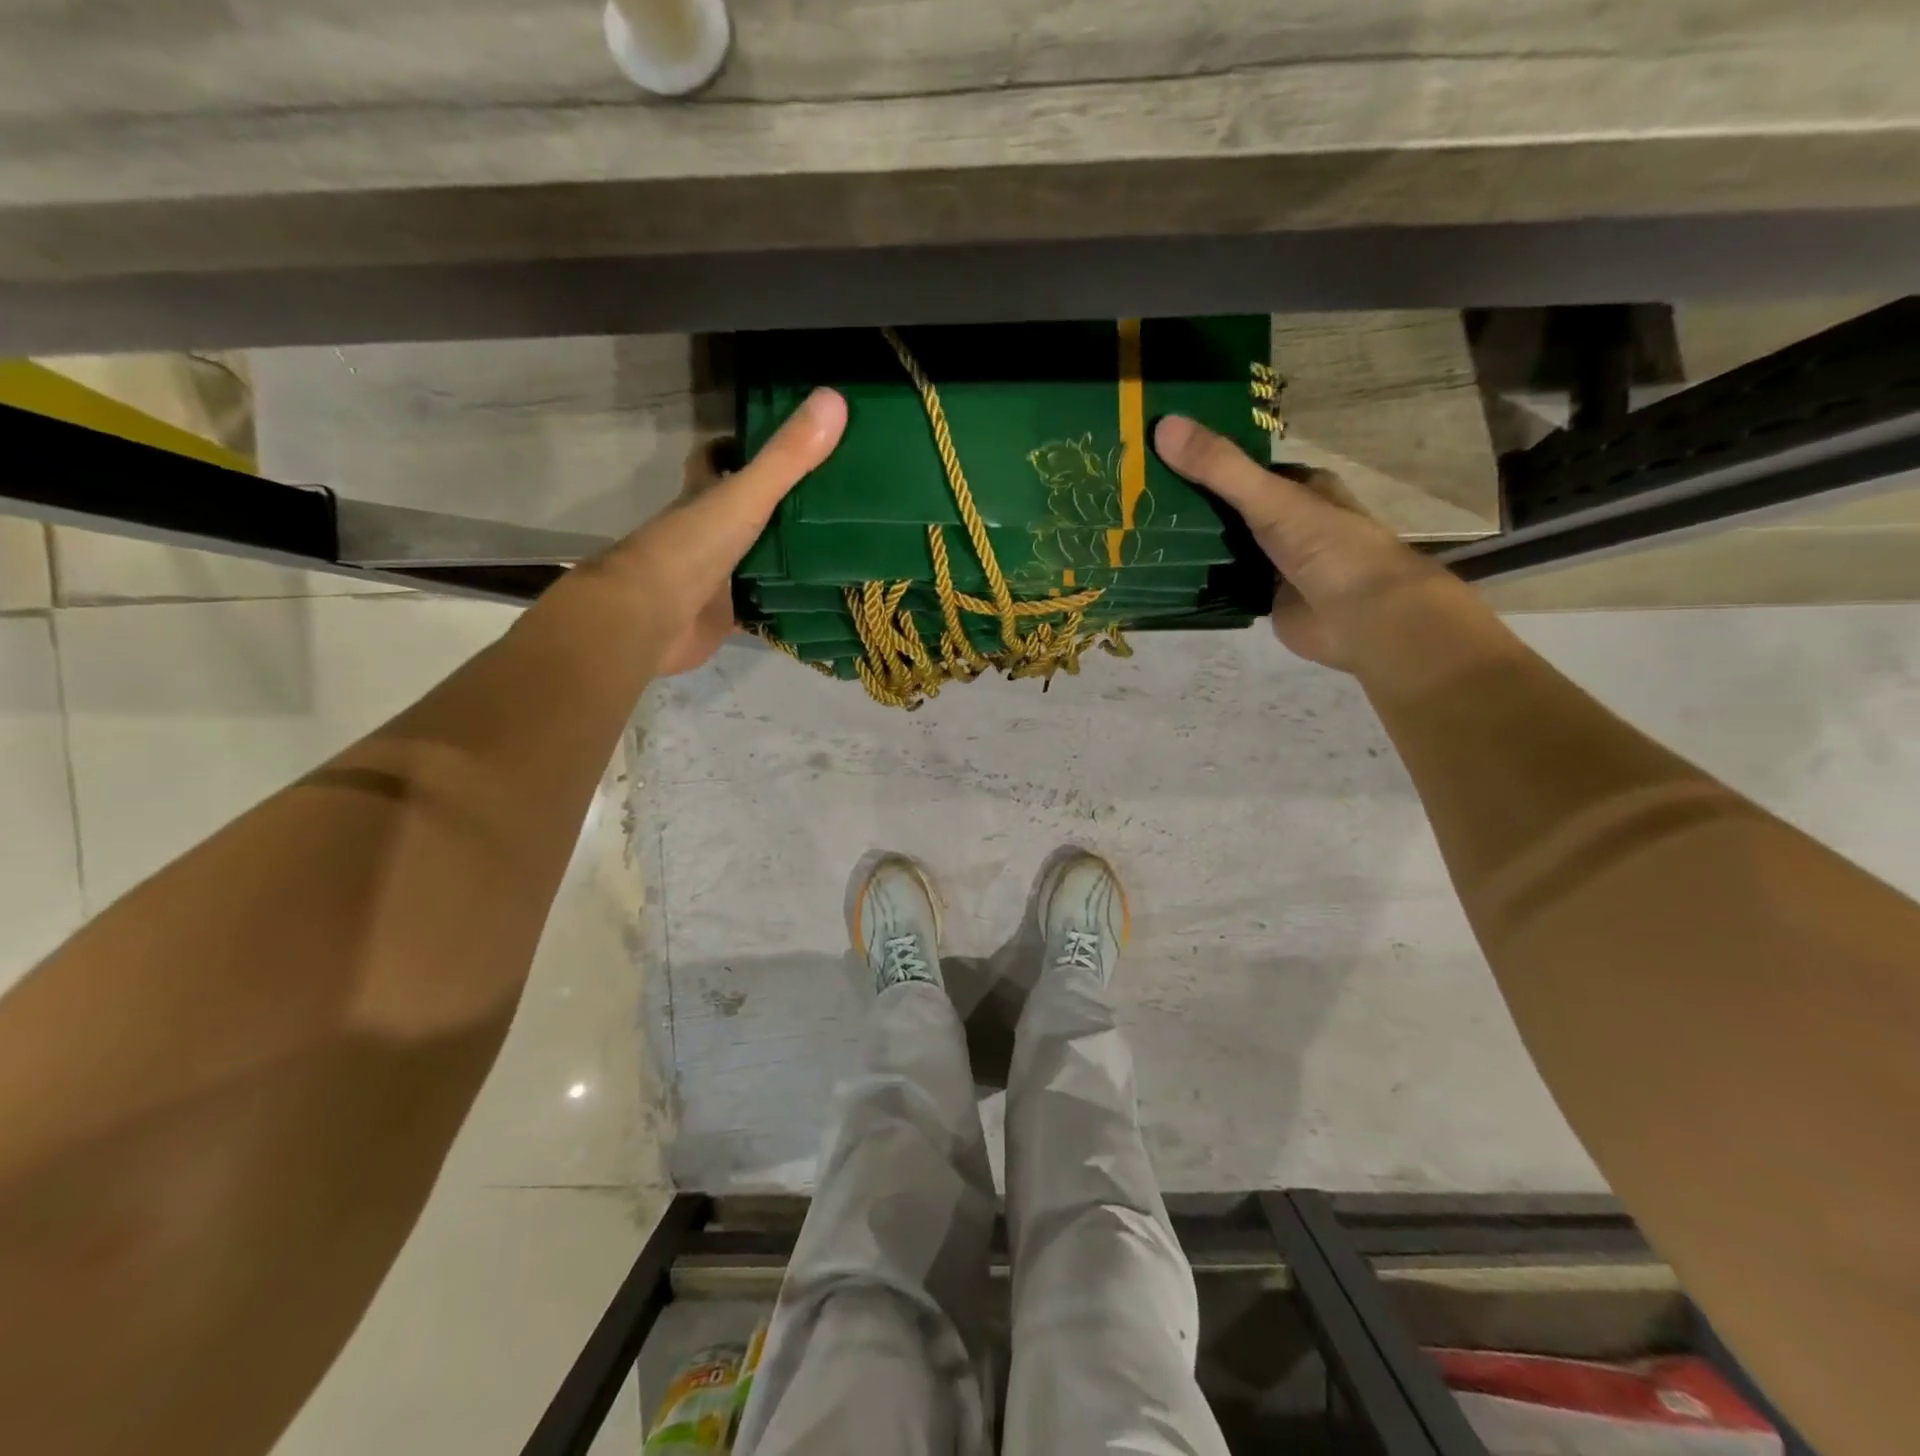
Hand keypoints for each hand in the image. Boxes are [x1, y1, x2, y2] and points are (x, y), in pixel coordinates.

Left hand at [594, 387, 847, 674]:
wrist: (651, 621)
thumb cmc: (692, 549)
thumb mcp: (744, 496)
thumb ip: (787, 458)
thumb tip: (835, 398)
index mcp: (704, 496)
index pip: (716, 458)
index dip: (740, 446)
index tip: (785, 442)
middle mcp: (708, 532)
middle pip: (744, 510)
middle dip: (781, 504)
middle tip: (832, 498)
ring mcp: (717, 575)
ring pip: (757, 558)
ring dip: (788, 555)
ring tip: (841, 546)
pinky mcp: (727, 615)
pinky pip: (764, 606)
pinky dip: (787, 604)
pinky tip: (823, 600)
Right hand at [1153, 415, 1441, 668]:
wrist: (1362, 619)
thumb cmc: (1328, 547)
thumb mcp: (1271, 498)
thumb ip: (1219, 468)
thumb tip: (1163, 425)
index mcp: (1300, 488)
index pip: (1244, 467)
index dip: (1205, 460)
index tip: (1157, 455)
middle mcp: (1288, 521)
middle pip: (1229, 507)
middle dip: (1191, 505)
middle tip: (1135, 498)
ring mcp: (1274, 563)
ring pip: (1224, 546)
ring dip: (1190, 544)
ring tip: (1136, 533)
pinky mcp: (1263, 599)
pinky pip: (1221, 584)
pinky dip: (1196, 580)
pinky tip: (1159, 575)